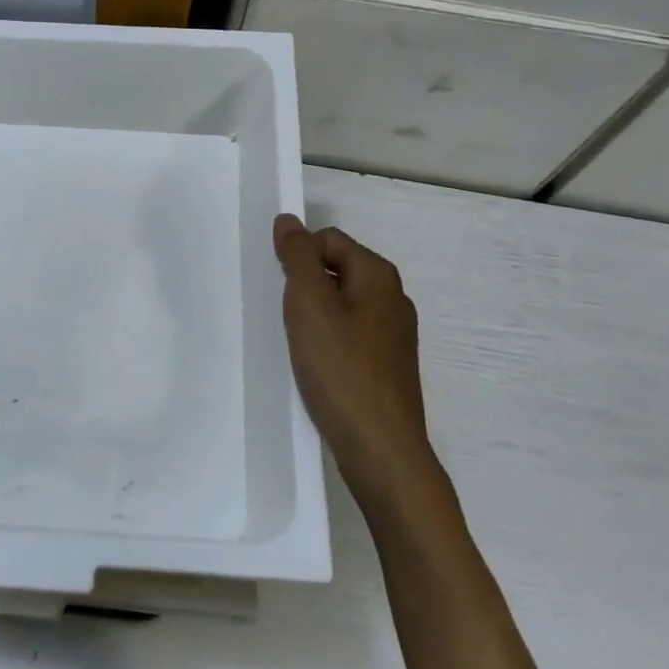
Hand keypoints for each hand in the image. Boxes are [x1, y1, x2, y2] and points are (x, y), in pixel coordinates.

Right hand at [272, 213, 437, 502]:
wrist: (381, 448)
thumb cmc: (342, 369)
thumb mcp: (310, 304)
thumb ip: (297, 257)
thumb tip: (288, 220)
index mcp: (378, 276)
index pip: (329, 239)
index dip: (298, 254)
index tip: (275, 286)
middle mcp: (392, 299)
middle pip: (336, 270)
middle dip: (304, 286)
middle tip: (280, 314)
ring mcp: (393, 335)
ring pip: (341, 306)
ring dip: (313, 316)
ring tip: (293, 342)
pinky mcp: (387, 366)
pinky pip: (349, 336)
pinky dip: (327, 342)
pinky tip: (313, 366)